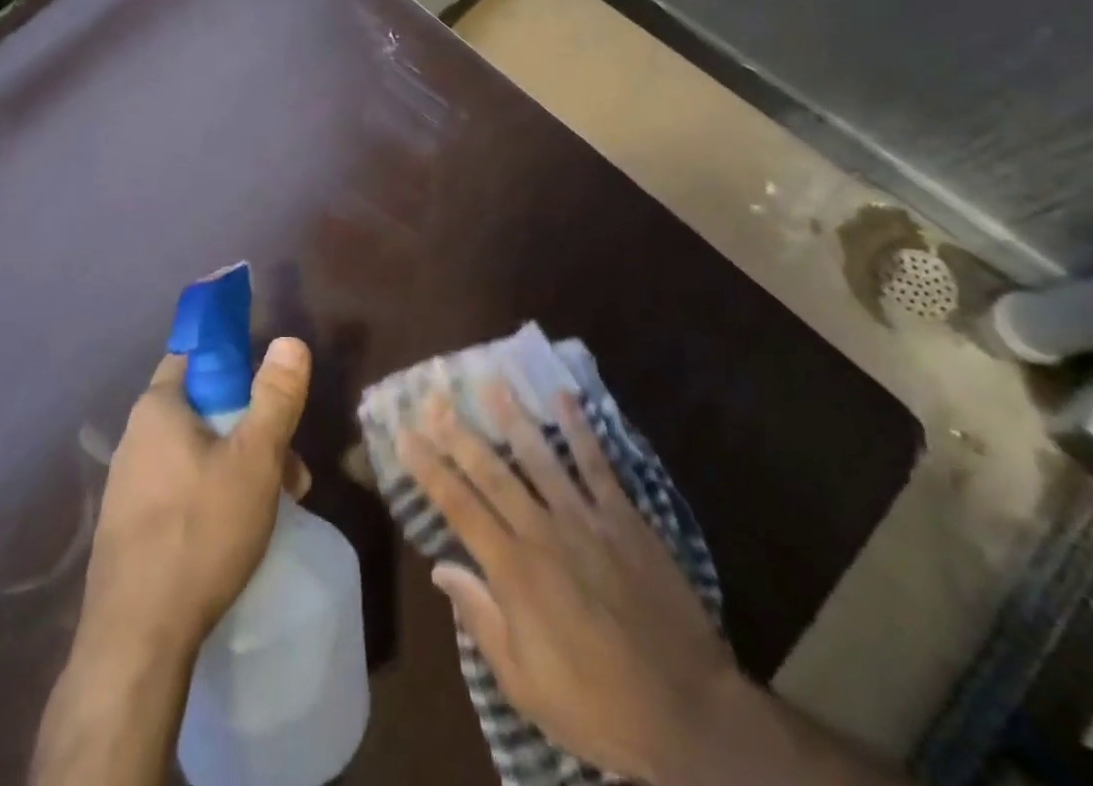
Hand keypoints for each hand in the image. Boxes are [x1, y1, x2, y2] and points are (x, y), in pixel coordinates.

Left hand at [33, 338, 312, 785]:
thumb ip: (275, 397)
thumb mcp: (255, 459)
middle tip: (290, 466)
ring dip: (239, 465)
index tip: (269, 386)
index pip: (195, 355)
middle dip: (252, 427)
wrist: (136, 641)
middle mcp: (136, 436)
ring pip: (196, 452)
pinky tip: (238, 529)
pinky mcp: (130, 525)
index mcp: (158, 406)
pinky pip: (180, 488)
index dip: (235, 360)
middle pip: (204, 409)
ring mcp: (128, 483)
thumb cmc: (200, 531)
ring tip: (278, 502)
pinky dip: (214, 493)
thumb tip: (289, 339)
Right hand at [399, 380, 742, 785]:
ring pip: (540, 457)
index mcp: (513, 571)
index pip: (458, 506)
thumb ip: (480, 618)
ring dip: (512, 416)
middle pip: (491, 471)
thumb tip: (440, 568)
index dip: (428, 468)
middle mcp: (543, 532)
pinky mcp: (625, 518)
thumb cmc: (597, 704)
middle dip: (458, 432)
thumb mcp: (524, 683)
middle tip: (434, 396)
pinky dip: (580, 429)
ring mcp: (586, 520)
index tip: (404, 435)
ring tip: (491, 380)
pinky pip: (597, 465)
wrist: (688, 712)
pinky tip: (564, 398)